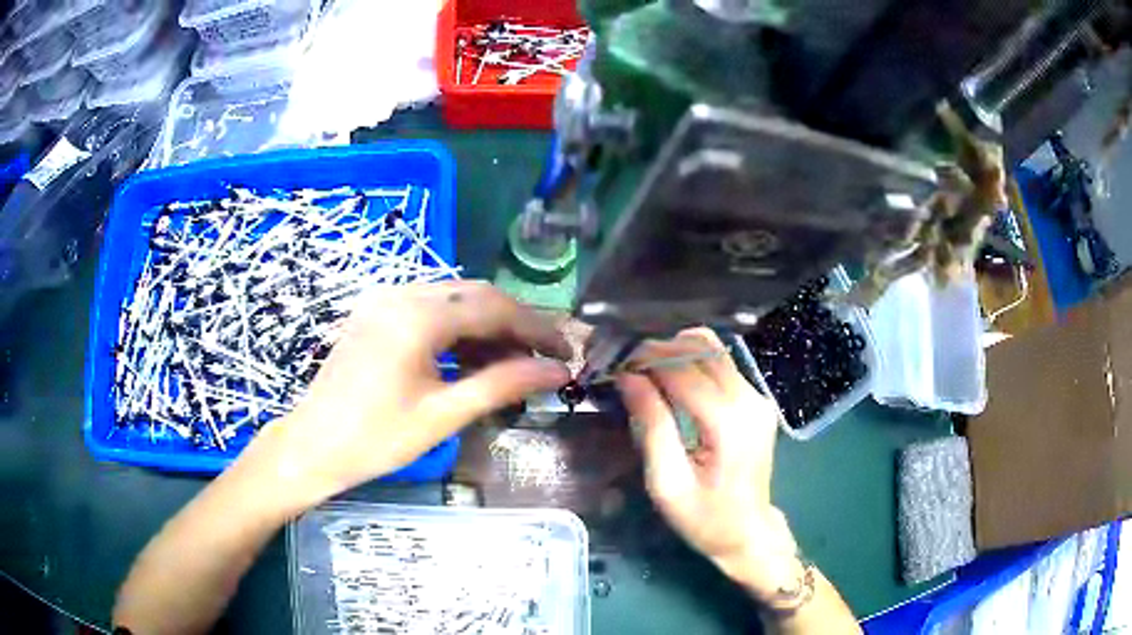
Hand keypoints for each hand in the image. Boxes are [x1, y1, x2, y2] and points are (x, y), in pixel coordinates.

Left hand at [243, 281, 571, 510]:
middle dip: (515, 324)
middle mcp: (401, 294)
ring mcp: (384, 300)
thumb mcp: (443, 414)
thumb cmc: (376, 440)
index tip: (566, 351)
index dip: (537, 327)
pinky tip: (472, 359)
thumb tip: (557, 372)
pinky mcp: (376, 313)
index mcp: (417, 316)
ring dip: (487, 327)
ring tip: (513, 364)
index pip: (494, 307)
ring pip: (453, 300)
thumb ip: (504, 385)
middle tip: (544, 358)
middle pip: (476, 295)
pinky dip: (458, 330)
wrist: (312, 446)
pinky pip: (429, 310)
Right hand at [617, 328, 802, 600]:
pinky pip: (721, 364)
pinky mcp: (756, 399)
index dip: (645, 358)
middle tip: (624, 361)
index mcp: (728, 422)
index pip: (683, 369)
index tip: (613, 359)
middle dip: (658, 348)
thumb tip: (628, 378)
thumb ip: (652, 426)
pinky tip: (667, 378)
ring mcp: (757, 396)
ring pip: (713, 349)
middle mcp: (749, 399)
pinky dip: (690, 362)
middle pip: (700, 348)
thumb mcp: (667, 483)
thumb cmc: (704, 518)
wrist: (748, 533)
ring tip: (643, 367)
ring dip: (674, 350)